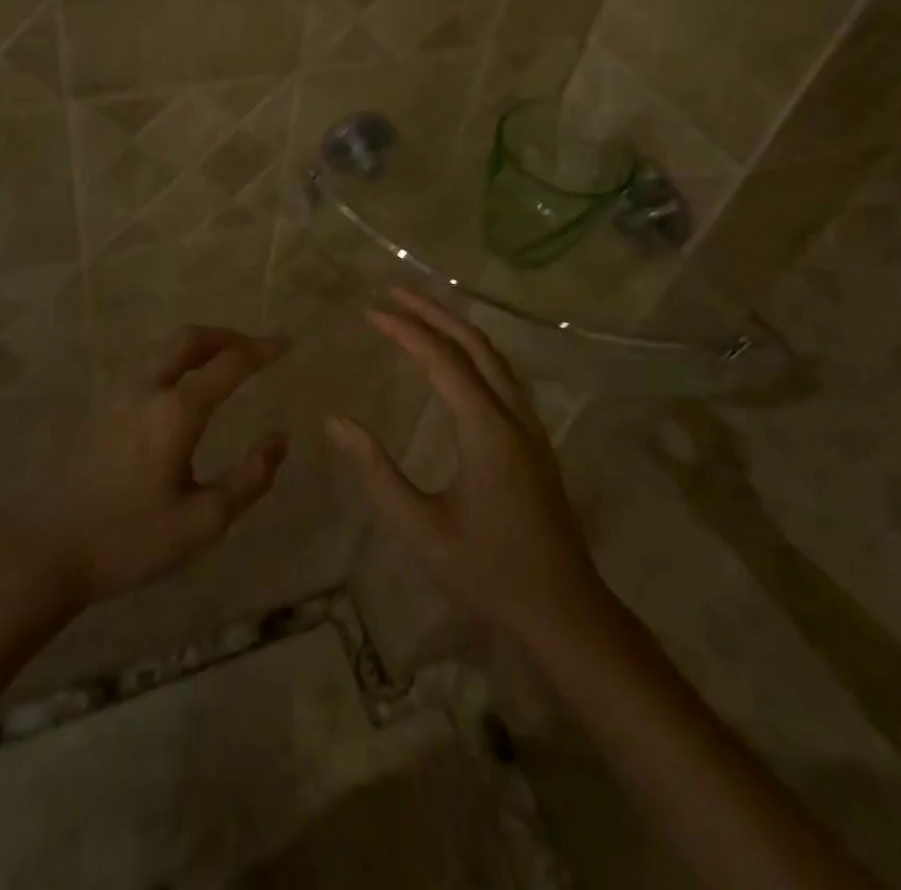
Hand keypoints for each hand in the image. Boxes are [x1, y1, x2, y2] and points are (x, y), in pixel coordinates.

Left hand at [30, 326, 289, 606]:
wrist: (49, 550)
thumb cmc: (131, 540)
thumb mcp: (203, 521)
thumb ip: (250, 478)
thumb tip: (279, 438)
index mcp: (176, 412)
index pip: (229, 364)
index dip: (261, 350)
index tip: (287, 342)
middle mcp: (148, 389)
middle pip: (190, 338)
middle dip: (228, 335)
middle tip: (256, 348)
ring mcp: (120, 395)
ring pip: (166, 348)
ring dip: (202, 345)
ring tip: (227, 362)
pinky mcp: (104, 409)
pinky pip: (150, 365)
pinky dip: (179, 360)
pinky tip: (187, 387)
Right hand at [325, 288, 609, 649]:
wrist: (564, 609)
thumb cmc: (488, 572)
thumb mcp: (421, 530)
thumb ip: (377, 473)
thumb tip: (336, 422)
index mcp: (486, 430)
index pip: (442, 360)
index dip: (405, 331)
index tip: (370, 312)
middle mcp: (513, 415)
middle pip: (474, 344)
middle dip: (433, 312)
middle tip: (393, 291)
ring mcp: (530, 425)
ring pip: (494, 356)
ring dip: (456, 326)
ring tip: (420, 310)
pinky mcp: (535, 438)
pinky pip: (503, 374)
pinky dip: (474, 349)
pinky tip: (458, 357)